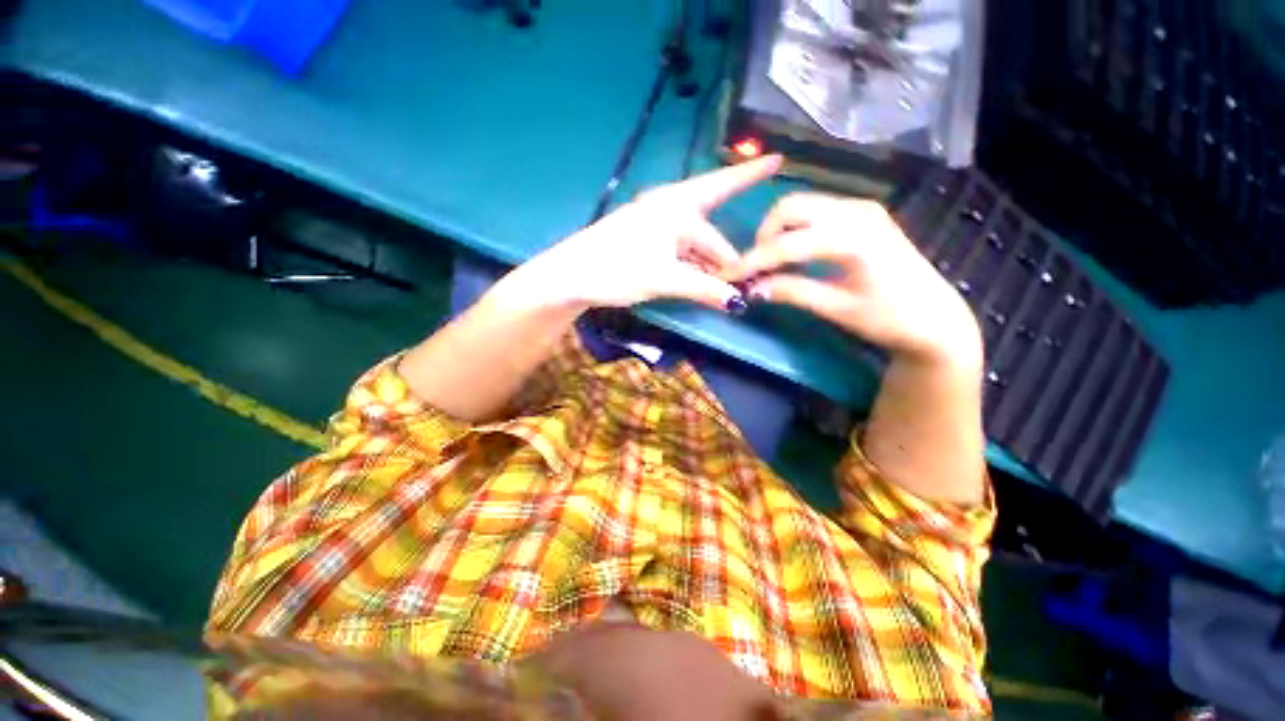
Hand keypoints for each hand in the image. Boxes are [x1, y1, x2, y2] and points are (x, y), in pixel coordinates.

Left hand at [521, 155, 782, 310]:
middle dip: (726, 255)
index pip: (721, 202)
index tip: (777, 168)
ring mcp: (654, 224)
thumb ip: (705, 288)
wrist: (572, 275)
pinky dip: (692, 265)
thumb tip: (739, 302)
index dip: (747, 195)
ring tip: (722, 287)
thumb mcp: (665, 279)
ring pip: (694, 242)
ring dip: (709, 264)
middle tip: (742, 280)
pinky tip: (698, 281)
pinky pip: (679, 249)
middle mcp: (667, 207)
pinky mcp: (644, 240)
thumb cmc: (618, 268)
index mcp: (676, 206)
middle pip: (709, 229)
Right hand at [727, 193, 981, 365]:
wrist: (936, 318)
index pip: (786, 244)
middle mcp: (856, 212)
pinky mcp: (864, 214)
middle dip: (763, 237)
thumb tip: (752, 289)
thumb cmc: (890, 319)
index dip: (753, 260)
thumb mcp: (837, 309)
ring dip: (778, 231)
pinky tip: (792, 254)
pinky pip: (817, 212)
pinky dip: (795, 229)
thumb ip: (793, 292)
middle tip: (755, 268)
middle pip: (790, 208)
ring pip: (802, 206)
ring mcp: (862, 208)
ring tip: (769, 263)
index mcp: (852, 238)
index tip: (728, 275)